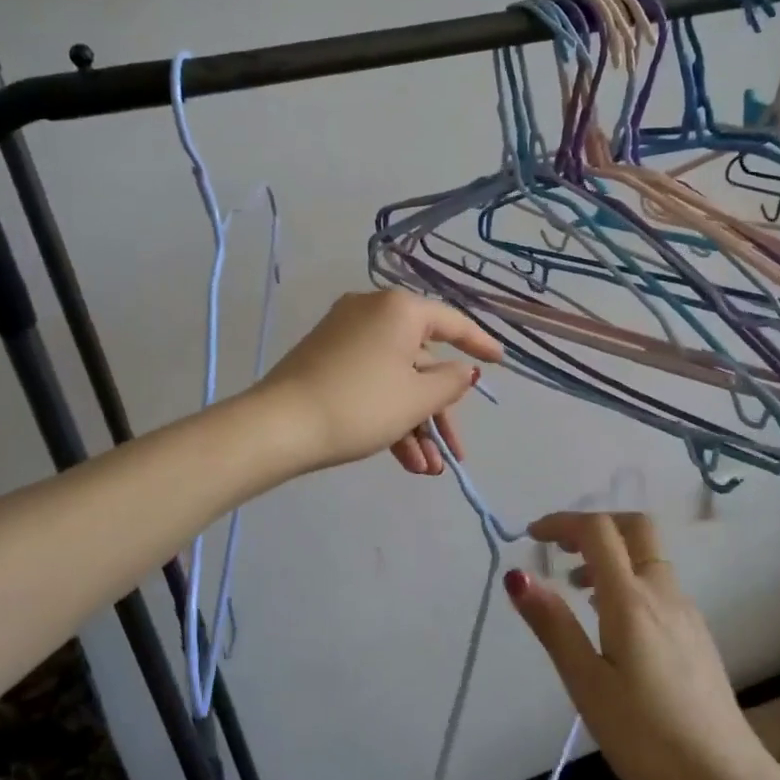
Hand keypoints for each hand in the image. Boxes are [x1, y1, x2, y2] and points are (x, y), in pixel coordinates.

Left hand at [255, 289, 502, 475]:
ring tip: (427, 470)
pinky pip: (371, 383)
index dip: (480, 344)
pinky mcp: (326, 360)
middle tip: (453, 453)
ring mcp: (345, 336)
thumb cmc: (359, 405)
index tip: (501, 362)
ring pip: (396, 379)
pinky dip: (389, 417)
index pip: (451, 323)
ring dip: (415, 425)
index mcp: (399, 309)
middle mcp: (372, 312)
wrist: (279, 427)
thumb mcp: (416, 398)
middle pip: (422, 361)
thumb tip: (464, 371)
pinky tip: (404, 461)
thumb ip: (451, 383)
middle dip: (439, 413)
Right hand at [506, 513, 763, 779]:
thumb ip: (554, 625)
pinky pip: (658, 584)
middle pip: (635, 527)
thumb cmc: (647, 736)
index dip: (562, 522)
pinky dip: (628, 581)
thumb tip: (517, 576)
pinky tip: (613, 625)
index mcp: (631, 599)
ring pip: (648, 557)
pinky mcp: (697, 634)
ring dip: (611, 555)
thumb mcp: (587, 684)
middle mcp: (663, 592)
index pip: (597, 530)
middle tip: (561, 550)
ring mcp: (686, 612)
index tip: (532, 536)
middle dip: (595, 525)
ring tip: (577, 592)